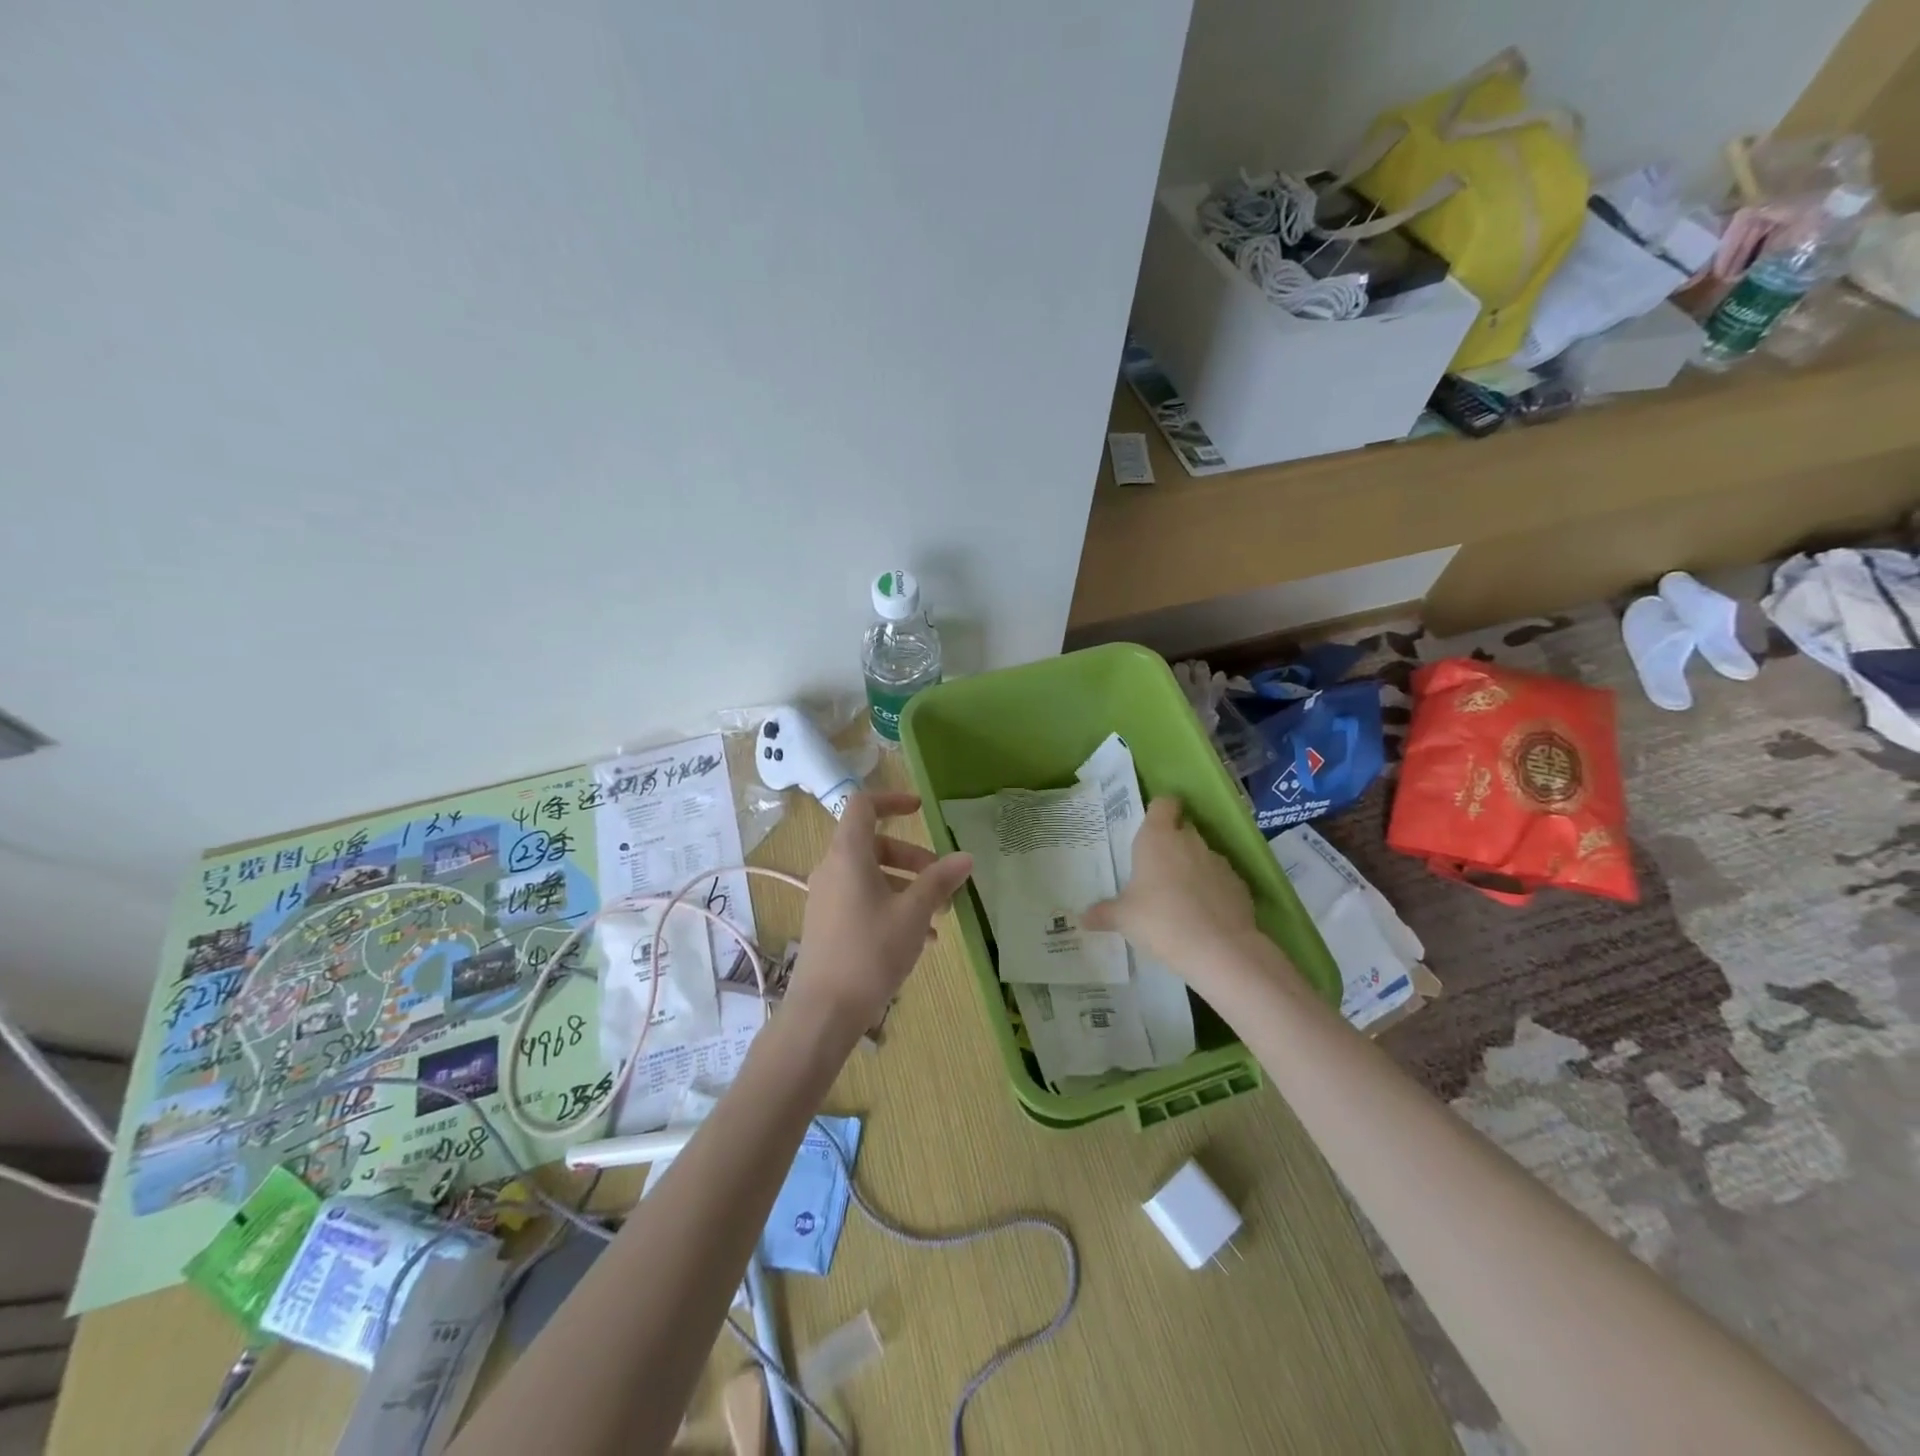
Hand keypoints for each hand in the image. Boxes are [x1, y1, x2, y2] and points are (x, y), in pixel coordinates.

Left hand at [786, 792, 972, 1036]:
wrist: (823, 1012)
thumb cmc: (870, 952)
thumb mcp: (913, 914)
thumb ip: (939, 881)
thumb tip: (965, 857)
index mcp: (848, 855)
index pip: (863, 805)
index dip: (892, 799)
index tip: (921, 809)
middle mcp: (832, 869)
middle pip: (875, 844)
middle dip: (913, 857)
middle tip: (943, 880)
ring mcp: (827, 898)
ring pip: (872, 876)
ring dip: (908, 886)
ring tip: (940, 916)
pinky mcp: (828, 924)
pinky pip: (863, 900)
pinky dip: (892, 906)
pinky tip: (921, 939)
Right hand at [1082, 797, 1266, 987]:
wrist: (1219, 949)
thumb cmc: (1160, 920)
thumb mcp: (1123, 918)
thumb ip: (1104, 913)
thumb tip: (1082, 918)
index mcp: (1157, 838)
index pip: (1163, 804)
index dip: (1159, 811)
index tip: (1151, 826)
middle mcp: (1190, 841)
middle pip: (1182, 829)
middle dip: (1172, 844)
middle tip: (1156, 869)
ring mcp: (1219, 862)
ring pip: (1202, 856)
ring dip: (1193, 868)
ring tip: (1181, 898)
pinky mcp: (1240, 885)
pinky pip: (1221, 880)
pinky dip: (1213, 891)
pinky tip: (1204, 915)